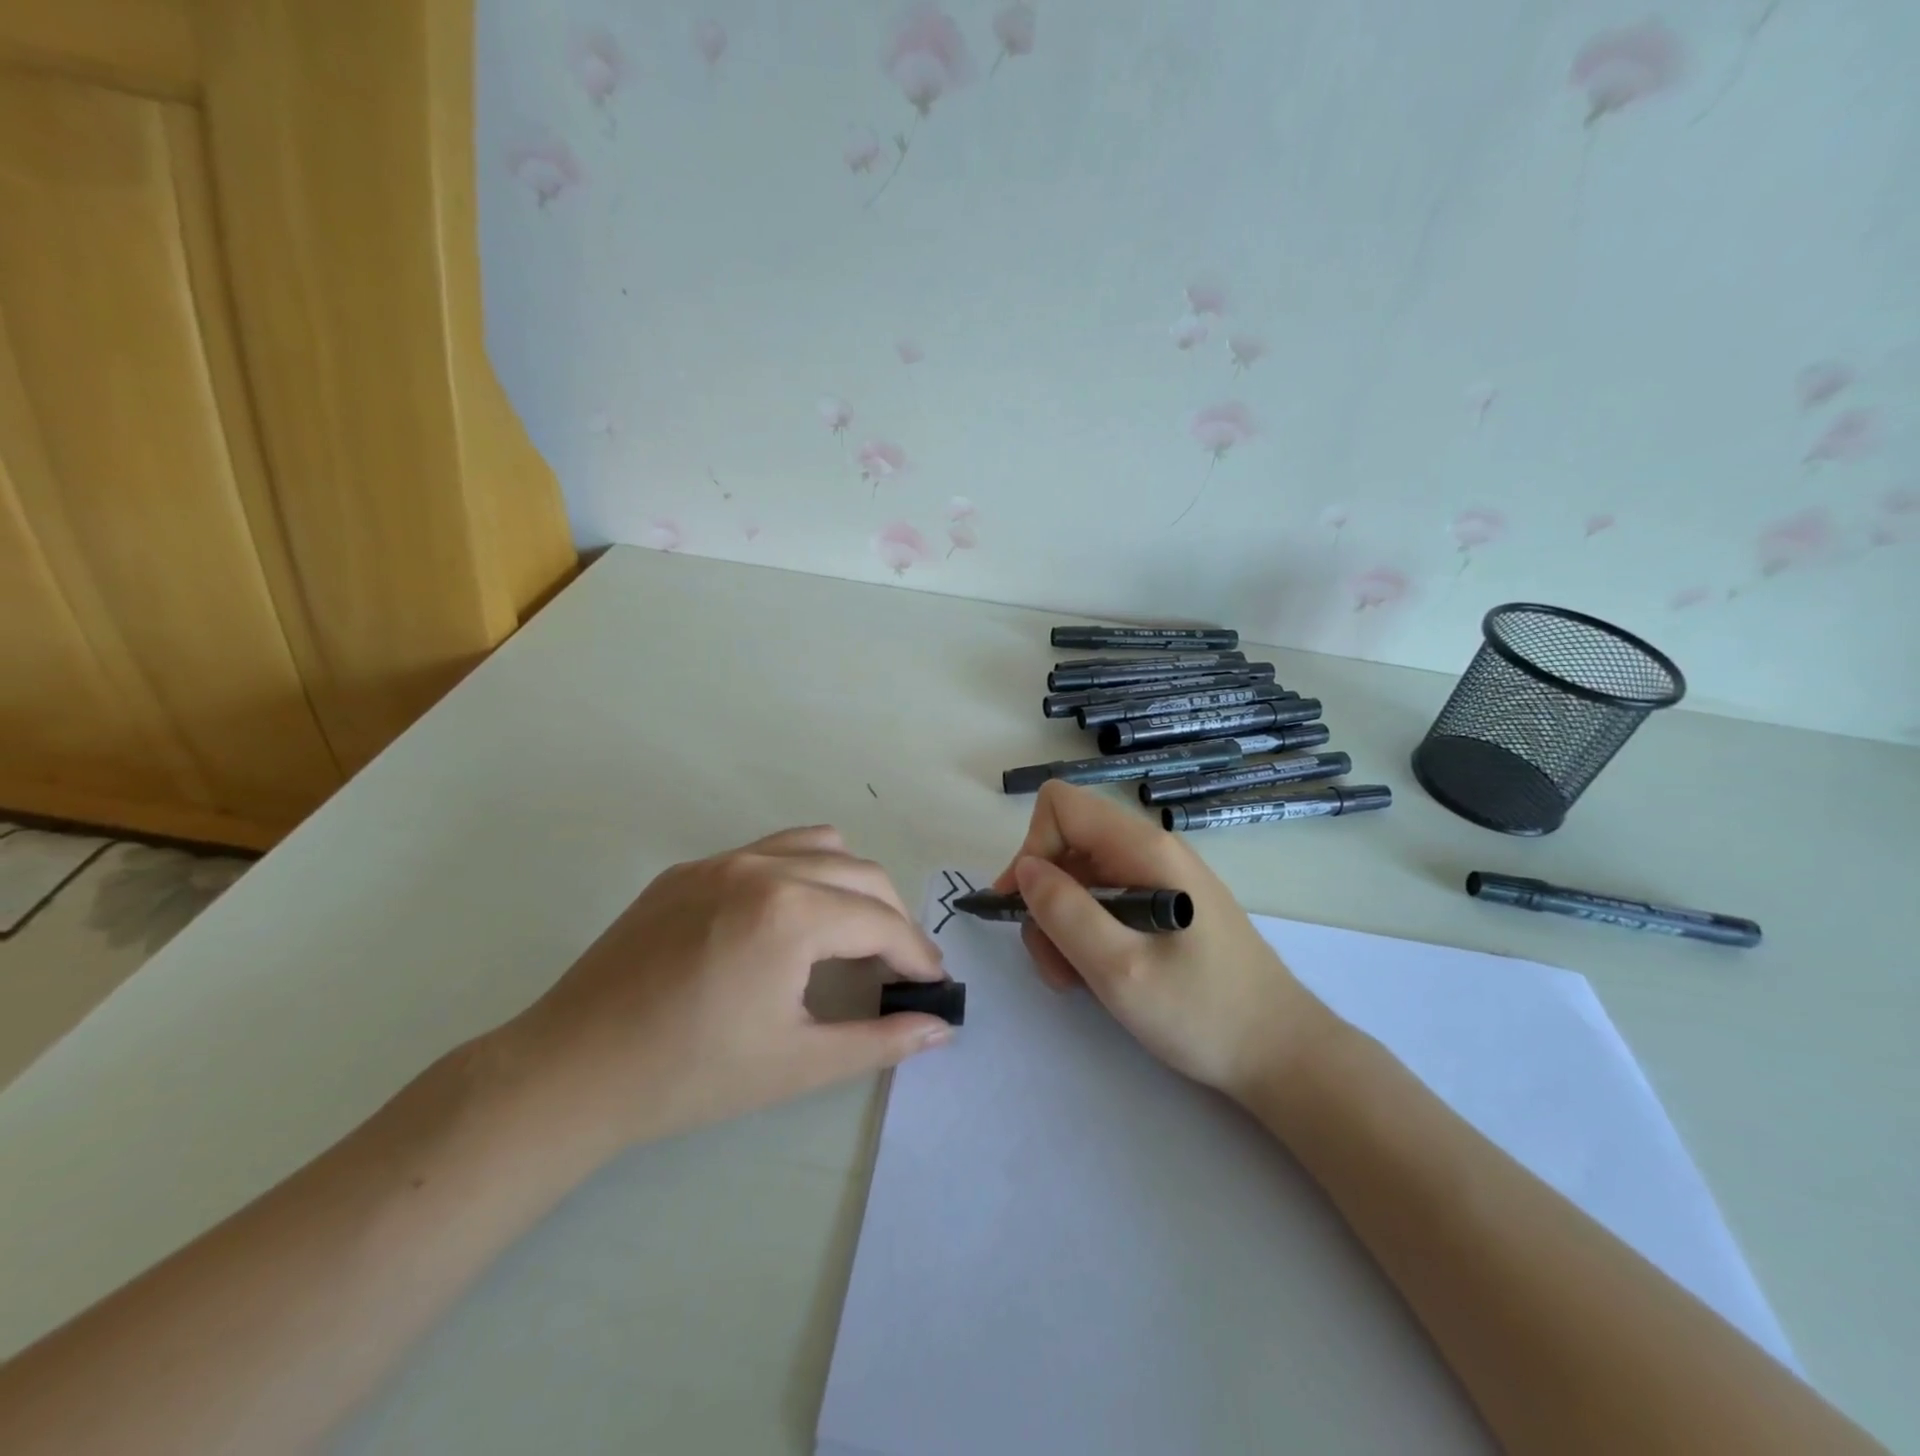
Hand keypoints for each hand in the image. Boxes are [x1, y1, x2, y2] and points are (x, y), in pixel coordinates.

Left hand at [510, 826, 951, 1157]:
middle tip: (899, 967)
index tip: (933, 982)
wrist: (570, 1071)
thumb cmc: (690, 1076)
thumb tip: (940, 1027)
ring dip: (851, 884)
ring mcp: (721, 860)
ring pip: (819, 847)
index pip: (881, 922)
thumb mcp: (797, 1065)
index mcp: (791, 914)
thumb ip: (879, 1041)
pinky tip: (789, 922)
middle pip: (861, 874)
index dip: (916, 953)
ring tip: (851, 933)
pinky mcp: (689, 869)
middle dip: (893, 918)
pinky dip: (803, 873)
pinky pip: (769, 851)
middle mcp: (763, 868)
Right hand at [993, 781, 1328, 1101]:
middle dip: (1045, 898)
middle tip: (1053, 962)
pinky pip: (1106, 900)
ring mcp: (1159, 877)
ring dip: (1061, 924)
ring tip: (1074, 979)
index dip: (1031, 848)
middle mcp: (1151, 850)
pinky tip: (1097, 975)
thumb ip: (1065, 912)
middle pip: (1067, 844)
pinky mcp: (1165, 906)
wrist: (1282, 1053)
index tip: (1023, 906)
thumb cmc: (1204, 1012)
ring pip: (1081, 877)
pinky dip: (1086, 933)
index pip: (1061, 805)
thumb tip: (1025, 869)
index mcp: (1144, 849)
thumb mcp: (1120, 969)